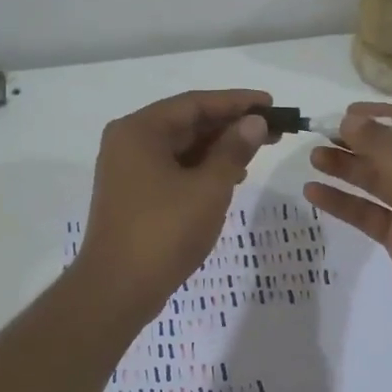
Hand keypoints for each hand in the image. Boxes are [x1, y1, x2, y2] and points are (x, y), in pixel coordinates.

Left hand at [74, 89, 273, 319]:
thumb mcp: (209, 187)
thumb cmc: (164, 232)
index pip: (195, 103)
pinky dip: (202, 168)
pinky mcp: (134, 193)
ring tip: (258, 151)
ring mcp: (129, 169)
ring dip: (219, 147)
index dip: (237, 102)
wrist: (118, 289)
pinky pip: (173, 168)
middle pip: (187, 123)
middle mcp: (129, 142)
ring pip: (182, 147)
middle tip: (273, 129)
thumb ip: (233, 149)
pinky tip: (231, 176)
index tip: (271, 104)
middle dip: (231, 125)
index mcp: (140, 130)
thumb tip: (254, 122)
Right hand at [303, 102, 391, 345]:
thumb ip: (386, 155)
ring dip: (350, 171)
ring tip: (313, 159)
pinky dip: (347, 203)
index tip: (347, 113)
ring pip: (382, 183)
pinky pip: (374, 212)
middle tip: (322, 134)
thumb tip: (352, 119)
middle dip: (361, 145)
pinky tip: (315, 194)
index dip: (384, 117)